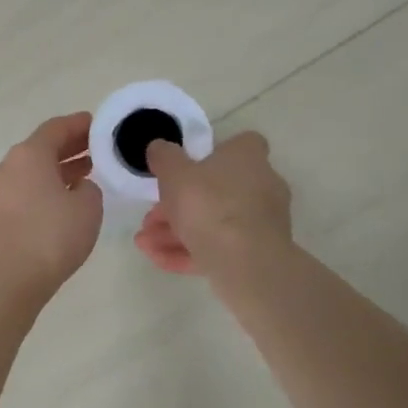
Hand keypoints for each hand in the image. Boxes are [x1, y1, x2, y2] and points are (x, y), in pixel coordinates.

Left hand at [0, 112, 103, 298]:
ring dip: (58, 170)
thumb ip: (89, 189)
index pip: (56, 128)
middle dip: (70, 147)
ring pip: (32, 171)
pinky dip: (45, 188)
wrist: (6, 279)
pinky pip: (24, 190)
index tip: (97, 124)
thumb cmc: (51, 236)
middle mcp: (9, 166)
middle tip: (96, 149)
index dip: (79, 124)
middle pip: (41, 148)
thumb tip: (78, 188)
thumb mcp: (87, 208)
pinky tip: (63, 202)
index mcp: (29, 154)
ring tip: (86, 175)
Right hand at [134, 131, 292, 275]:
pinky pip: (219, 247)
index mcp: (248, 158)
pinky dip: (190, 252)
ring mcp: (261, 222)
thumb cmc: (209, 204)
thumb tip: (159, 147)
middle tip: (150, 218)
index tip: (185, 168)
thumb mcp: (174, 173)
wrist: (245, 263)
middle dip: (178, 205)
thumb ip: (164, 157)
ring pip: (214, 222)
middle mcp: (262, 185)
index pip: (239, 145)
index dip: (211, 154)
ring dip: (176, 231)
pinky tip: (158, 259)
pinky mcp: (257, 253)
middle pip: (216, 190)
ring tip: (145, 243)